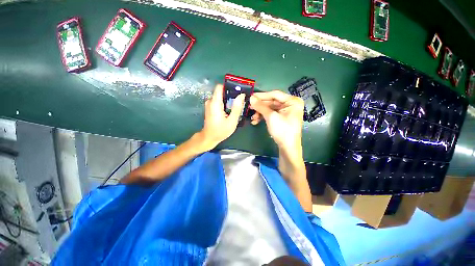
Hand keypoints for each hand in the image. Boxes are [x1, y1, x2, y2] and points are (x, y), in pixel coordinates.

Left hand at [199, 84, 244, 149]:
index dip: (229, 87)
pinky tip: (230, 110)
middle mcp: (211, 101)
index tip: (238, 91)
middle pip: (222, 92)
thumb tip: (241, 95)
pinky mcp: (210, 107)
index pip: (220, 86)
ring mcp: (209, 104)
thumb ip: (237, 107)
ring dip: (229, 100)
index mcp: (215, 102)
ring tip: (236, 107)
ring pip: (221, 97)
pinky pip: (219, 101)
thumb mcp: (232, 121)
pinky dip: (225, 103)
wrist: (209, 138)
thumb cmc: (220, 131)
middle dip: (231, 95)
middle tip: (240, 101)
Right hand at [249, 90, 303, 151]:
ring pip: (270, 109)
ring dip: (260, 112)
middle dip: (260, 106)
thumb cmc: (282, 130)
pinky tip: (256, 121)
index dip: (262, 95)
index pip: (275, 94)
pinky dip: (263, 117)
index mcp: (292, 101)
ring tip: (252, 118)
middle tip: (249, 107)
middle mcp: (290, 104)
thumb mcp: (271, 117)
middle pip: (272, 102)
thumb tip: (251, 98)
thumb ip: (261, 106)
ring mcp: (286, 112)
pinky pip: (271, 114)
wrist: (288, 148)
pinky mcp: (282, 118)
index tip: (251, 97)